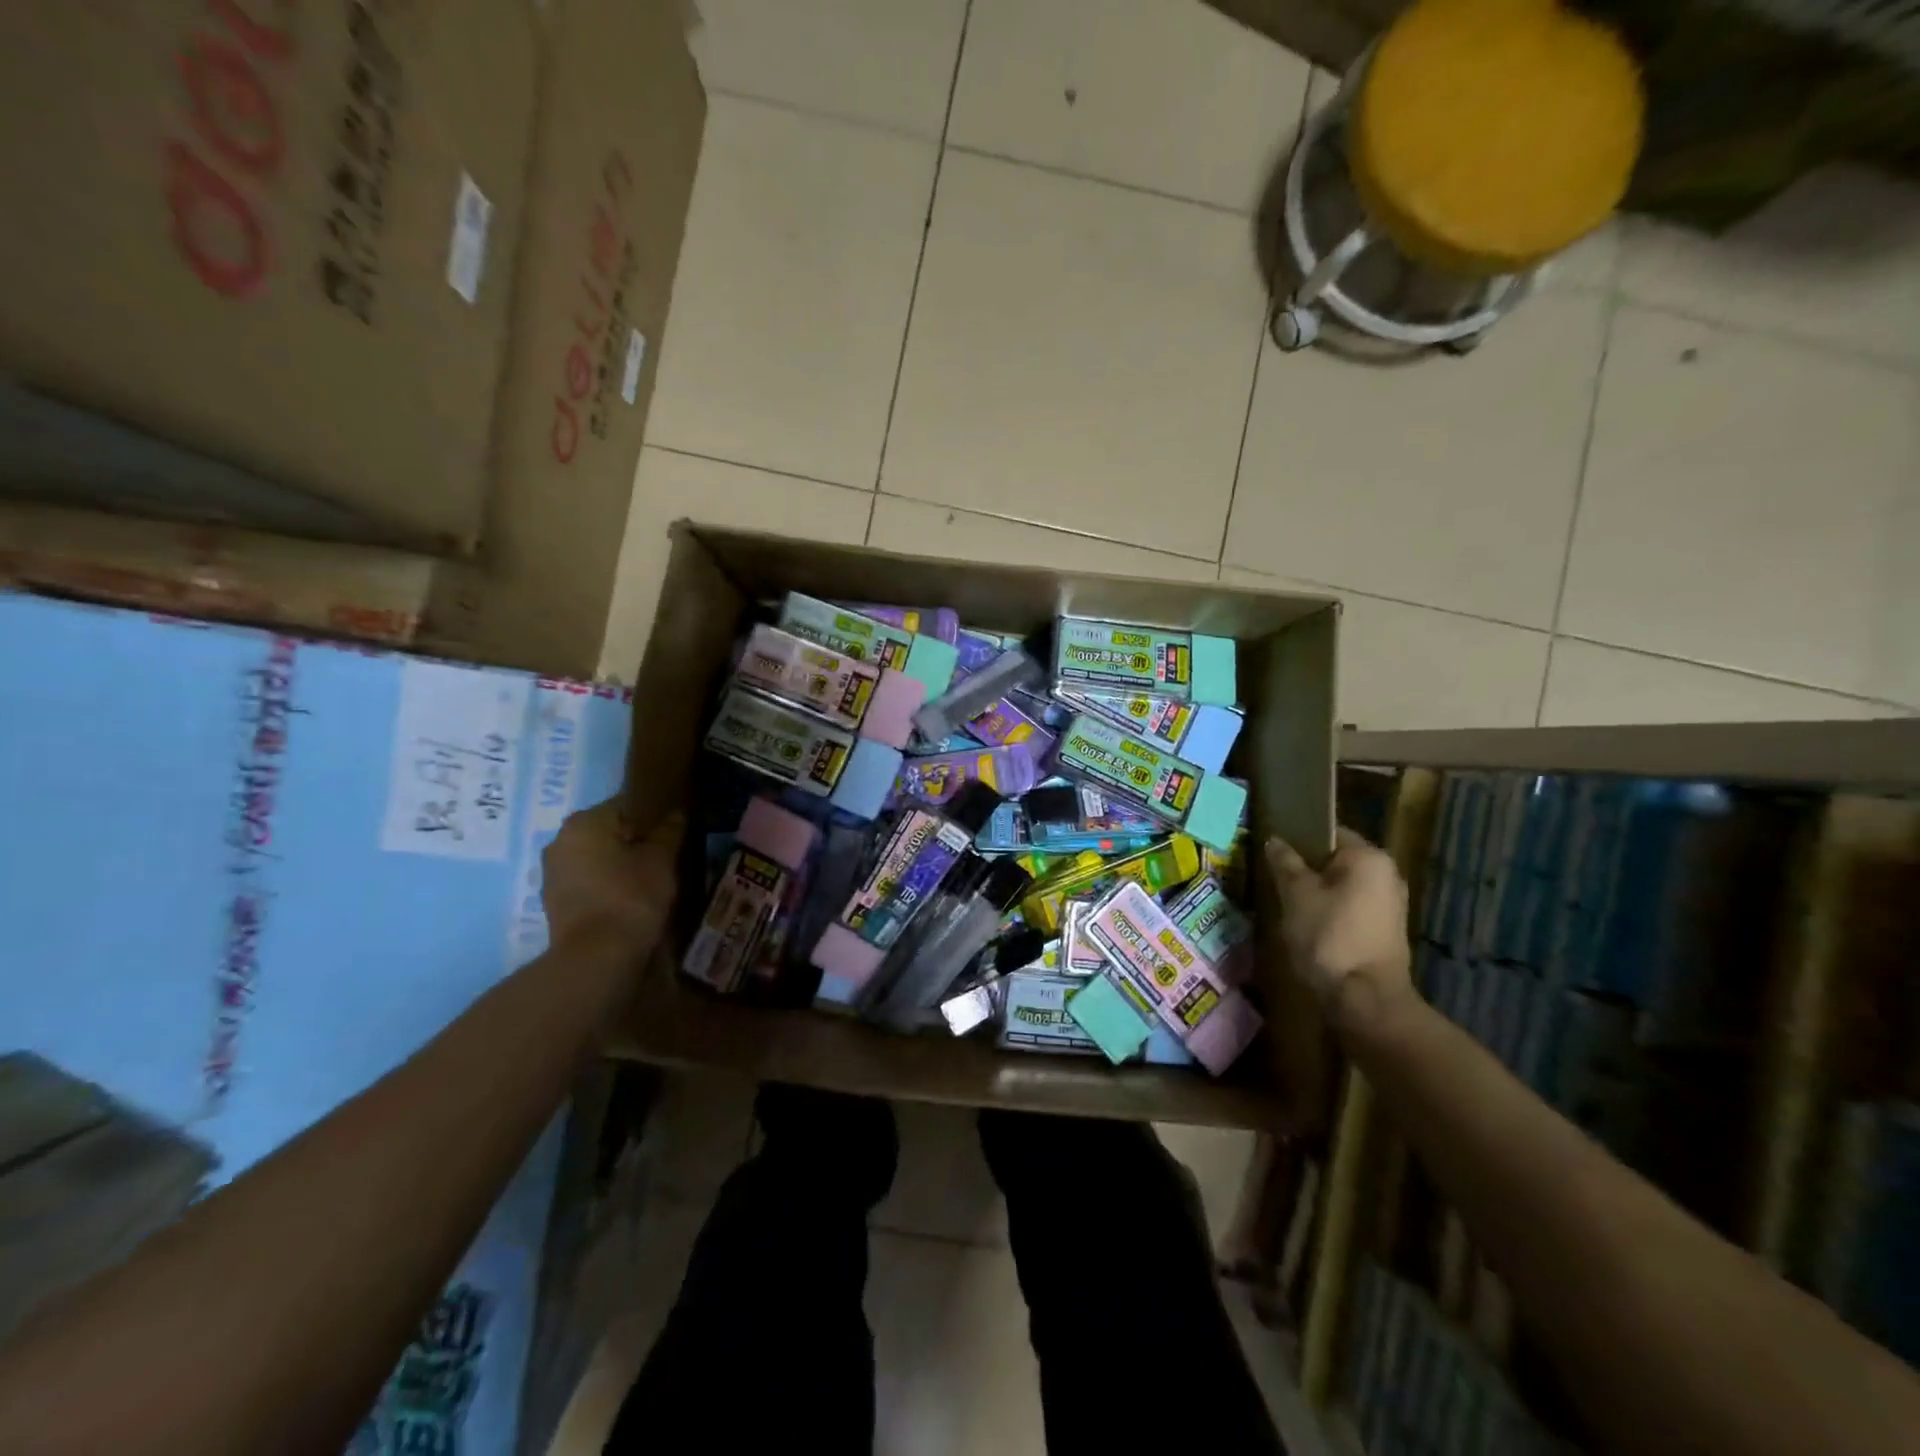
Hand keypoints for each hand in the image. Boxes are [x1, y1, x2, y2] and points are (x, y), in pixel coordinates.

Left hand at [541, 800, 681, 955]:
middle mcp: (561, 839)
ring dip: (618, 862)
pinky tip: (627, 897)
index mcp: (585, 821)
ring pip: (595, 855)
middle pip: (608, 830)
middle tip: (664, 856)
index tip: (672, 833)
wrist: (597, 956)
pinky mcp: (553, 899)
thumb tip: (675, 813)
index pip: (627, 804)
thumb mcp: (662, 859)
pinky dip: (605, 883)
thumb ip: (669, 831)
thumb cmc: (632, 897)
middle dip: (634, 840)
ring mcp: (552, 871)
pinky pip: (586, 879)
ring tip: (648, 879)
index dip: (654, 816)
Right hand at [1266, 827, 1412, 1025]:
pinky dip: (1328, 909)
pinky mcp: (1383, 931)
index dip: (1297, 836)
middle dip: (1305, 866)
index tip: (1271, 848)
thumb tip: (1275, 840)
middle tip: (1271, 874)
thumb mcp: (1296, 895)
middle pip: (1335, 860)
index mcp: (1369, 857)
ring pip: (1341, 886)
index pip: (1328, 832)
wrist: (1365, 1000)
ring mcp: (1389, 905)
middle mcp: (1387, 875)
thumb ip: (1285, 863)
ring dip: (1315, 890)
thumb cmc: (1329, 937)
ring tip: (1282, 899)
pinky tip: (1304, 922)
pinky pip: (1349, 907)